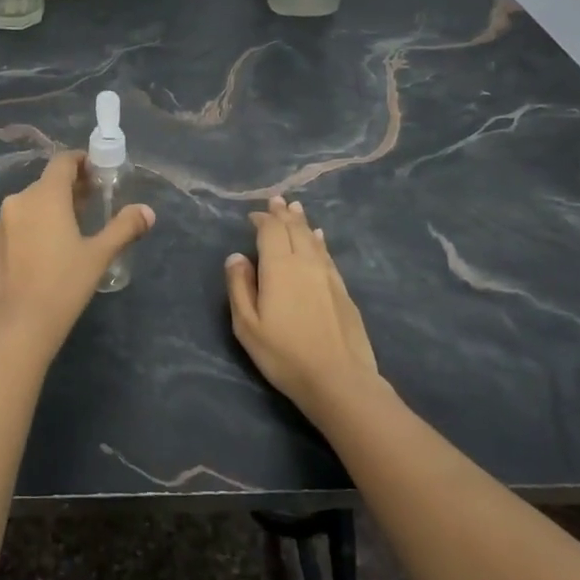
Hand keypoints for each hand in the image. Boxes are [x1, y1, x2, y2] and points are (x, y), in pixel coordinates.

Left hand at [0, 152, 154, 348]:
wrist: (17, 327)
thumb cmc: (63, 285)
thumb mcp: (99, 255)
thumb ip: (124, 228)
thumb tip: (147, 212)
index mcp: (44, 196)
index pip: (62, 162)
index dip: (81, 162)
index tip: (97, 173)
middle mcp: (17, 202)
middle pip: (46, 184)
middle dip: (69, 190)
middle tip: (91, 206)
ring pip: (29, 206)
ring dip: (49, 210)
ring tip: (69, 232)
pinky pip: (15, 227)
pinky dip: (31, 229)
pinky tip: (43, 255)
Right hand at [225, 196, 381, 418]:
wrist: (338, 379)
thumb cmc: (284, 354)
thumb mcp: (247, 325)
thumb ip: (239, 286)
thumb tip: (236, 256)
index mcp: (279, 267)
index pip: (271, 231)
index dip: (262, 219)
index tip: (253, 215)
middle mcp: (305, 263)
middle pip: (294, 229)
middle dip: (283, 214)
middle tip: (277, 200)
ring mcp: (328, 275)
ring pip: (313, 239)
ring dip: (302, 222)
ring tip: (296, 209)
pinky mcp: (343, 290)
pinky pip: (327, 255)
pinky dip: (319, 242)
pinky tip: (319, 239)